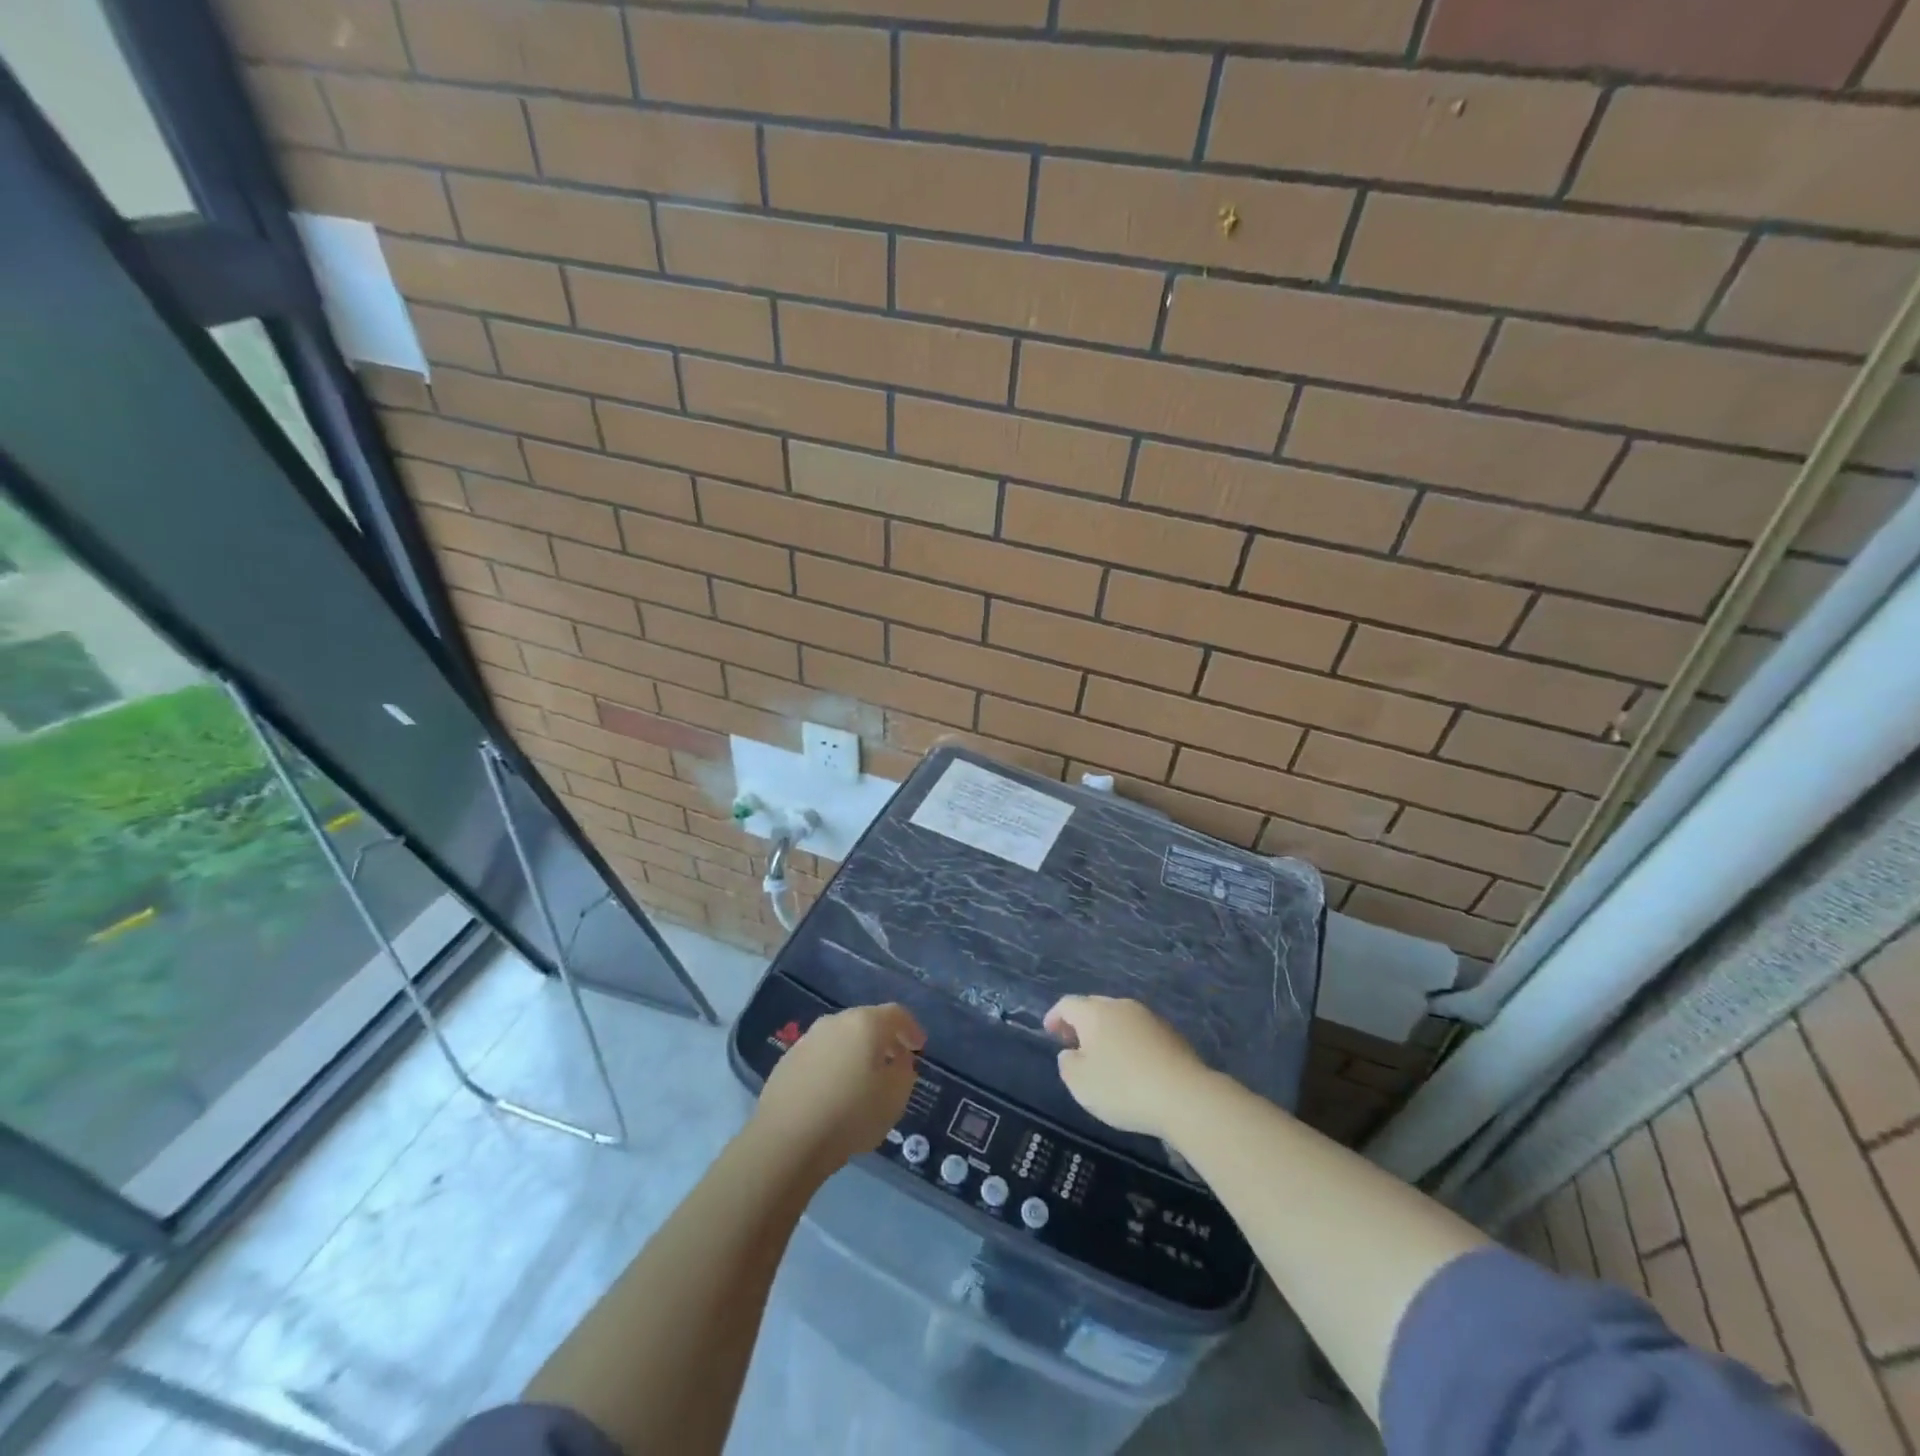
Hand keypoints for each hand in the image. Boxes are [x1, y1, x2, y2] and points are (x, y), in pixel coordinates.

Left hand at [753, 1004, 925, 1172]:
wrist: (786, 1140)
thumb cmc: (850, 1115)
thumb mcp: (895, 1097)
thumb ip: (904, 1071)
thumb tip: (898, 1059)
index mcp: (865, 1024)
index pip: (896, 1014)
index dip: (911, 1028)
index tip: (919, 1047)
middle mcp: (835, 1022)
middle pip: (866, 1022)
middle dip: (883, 1039)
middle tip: (894, 1061)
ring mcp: (807, 1039)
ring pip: (841, 1038)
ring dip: (856, 1052)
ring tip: (863, 1079)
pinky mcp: (787, 1061)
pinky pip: (821, 1056)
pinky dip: (833, 1065)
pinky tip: (834, 1092)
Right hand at [1044, 996, 1213, 1141]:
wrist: (1185, 1096)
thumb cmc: (1123, 1088)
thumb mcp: (1080, 1083)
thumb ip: (1067, 1063)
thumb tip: (1071, 1052)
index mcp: (1095, 1012)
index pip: (1067, 1004)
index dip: (1055, 1017)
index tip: (1049, 1033)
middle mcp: (1121, 1006)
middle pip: (1094, 1007)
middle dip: (1081, 1023)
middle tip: (1074, 1044)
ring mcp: (1149, 1017)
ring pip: (1119, 1018)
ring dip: (1107, 1032)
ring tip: (1104, 1058)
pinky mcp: (1171, 1034)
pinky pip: (1139, 1032)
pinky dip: (1129, 1043)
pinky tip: (1132, 1066)